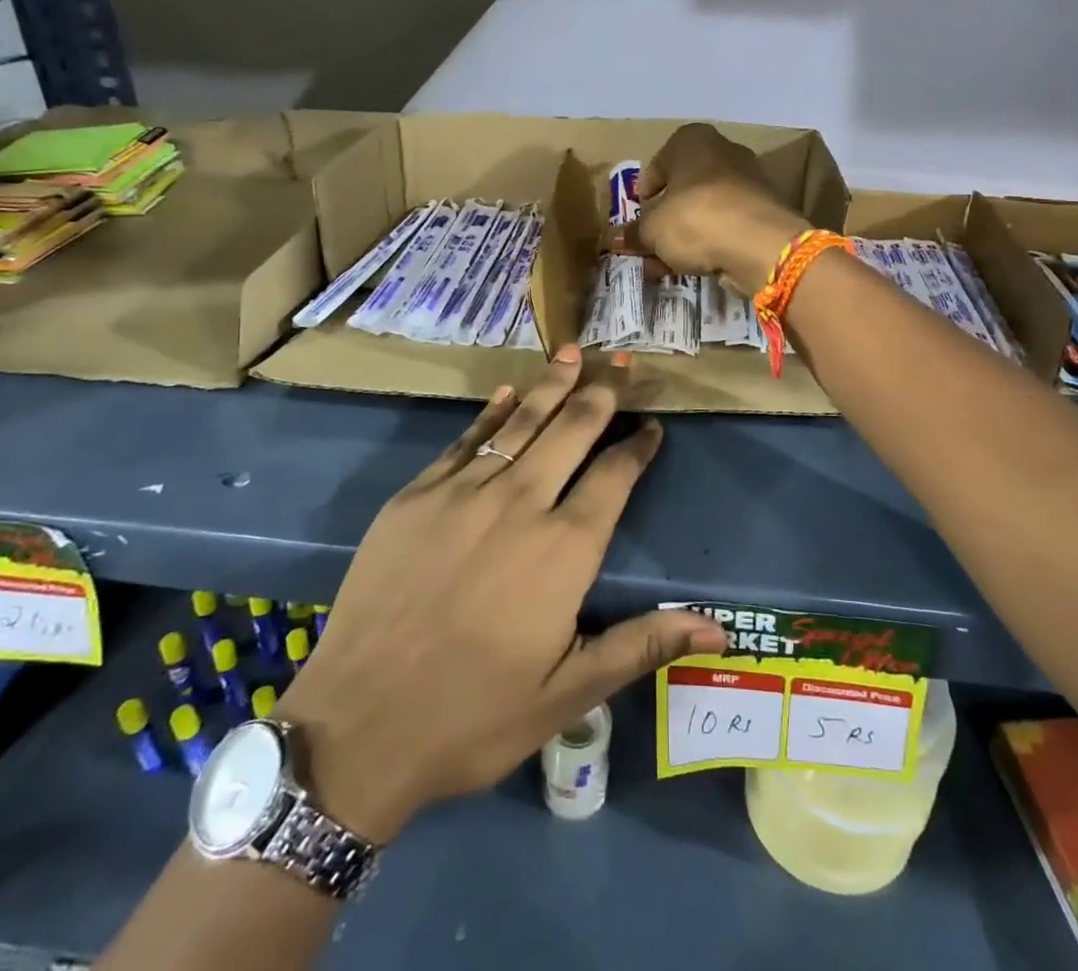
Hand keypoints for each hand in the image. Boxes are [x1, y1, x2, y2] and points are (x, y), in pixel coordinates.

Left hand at [277, 347, 726, 842]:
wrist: (357, 724)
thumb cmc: (474, 716)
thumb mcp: (568, 694)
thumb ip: (642, 645)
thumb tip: (720, 626)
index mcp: (565, 548)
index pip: (615, 476)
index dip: (638, 446)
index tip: (653, 425)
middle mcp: (520, 503)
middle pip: (571, 431)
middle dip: (600, 396)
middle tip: (619, 367)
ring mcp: (463, 492)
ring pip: (520, 422)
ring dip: (551, 385)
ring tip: (573, 353)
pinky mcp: (417, 495)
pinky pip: (464, 439)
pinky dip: (490, 412)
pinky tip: (507, 391)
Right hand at [624, 123, 808, 292]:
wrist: (760, 245)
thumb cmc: (695, 218)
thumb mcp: (652, 230)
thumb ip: (633, 233)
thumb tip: (612, 239)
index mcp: (693, 140)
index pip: (659, 161)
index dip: (645, 189)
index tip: (639, 211)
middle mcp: (724, 152)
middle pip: (685, 186)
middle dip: (667, 215)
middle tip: (651, 240)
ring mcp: (749, 182)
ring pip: (706, 208)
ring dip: (686, 233)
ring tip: (668, 261)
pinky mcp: (764, 212)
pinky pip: (727, 225)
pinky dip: (710, 242)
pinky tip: (695, 265)